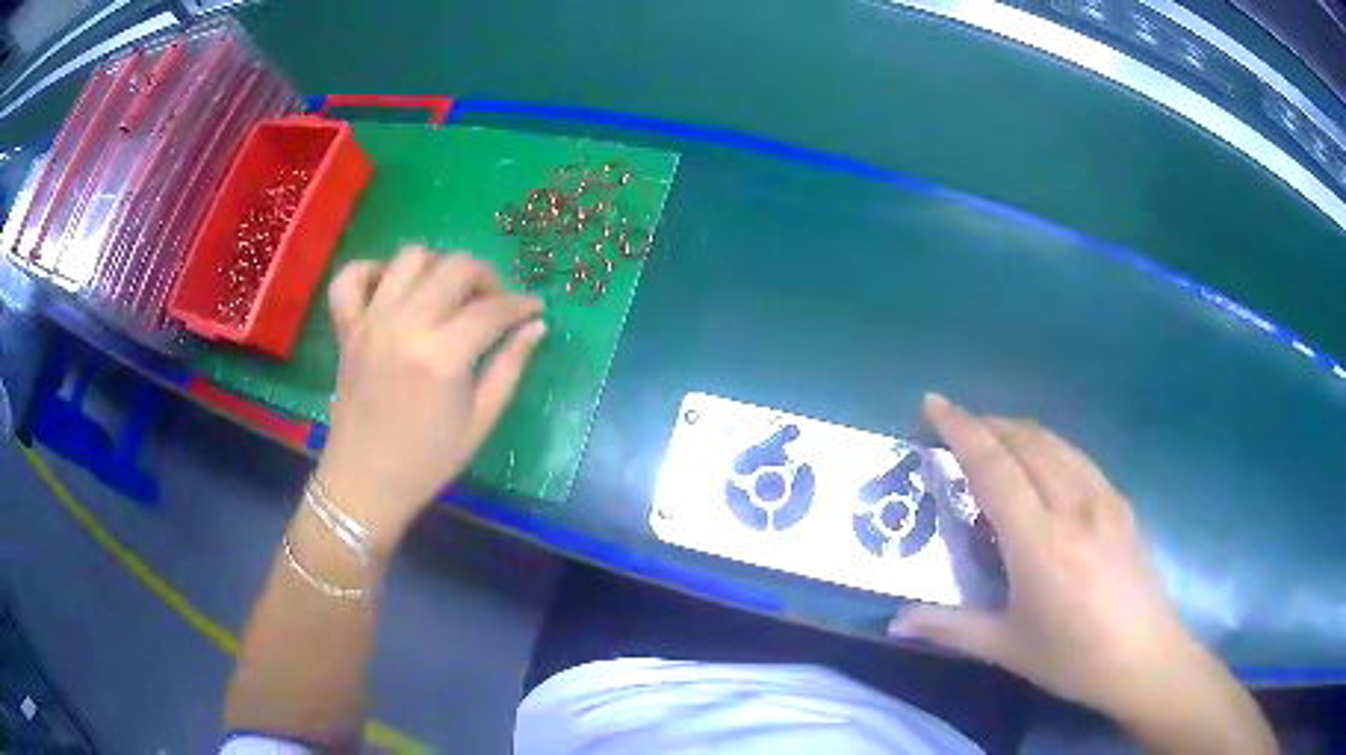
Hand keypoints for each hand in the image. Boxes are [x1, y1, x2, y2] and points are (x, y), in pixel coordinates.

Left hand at [313, 247, 545, 551]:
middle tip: (495, 301)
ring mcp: (370, 322)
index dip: (520, 303)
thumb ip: (510, 367)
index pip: (491, 308)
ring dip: (438, 265)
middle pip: (455, 268)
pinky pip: (350, 277)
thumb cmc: (428, 460)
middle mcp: (405, 326)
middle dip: (486, 276)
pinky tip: (391, 286)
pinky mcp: (346, 328)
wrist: (365, 483)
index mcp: (442, 356)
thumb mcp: (480, 421)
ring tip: (448, 291)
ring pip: (410, 257)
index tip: (534, 308)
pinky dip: (372, 269)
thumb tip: (536, 326)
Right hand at [890, 395, 1271, 749]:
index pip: (995, 467)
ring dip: (1016, 429)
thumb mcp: (1007, 648)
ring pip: (1054, 441)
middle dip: (985, 423)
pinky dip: (1047, 445)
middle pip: (1025, 441)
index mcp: (1040, 542)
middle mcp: (1073, 505)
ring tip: (990, 438)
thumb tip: (896, 622)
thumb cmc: (1072, 658)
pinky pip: (1077, 457)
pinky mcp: (1121, 501)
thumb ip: (949, 628)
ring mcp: (1103, 497)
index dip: (961, 429)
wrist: (1144, 657)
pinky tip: (1040, 466)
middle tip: (952, 426)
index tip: (932, 403)